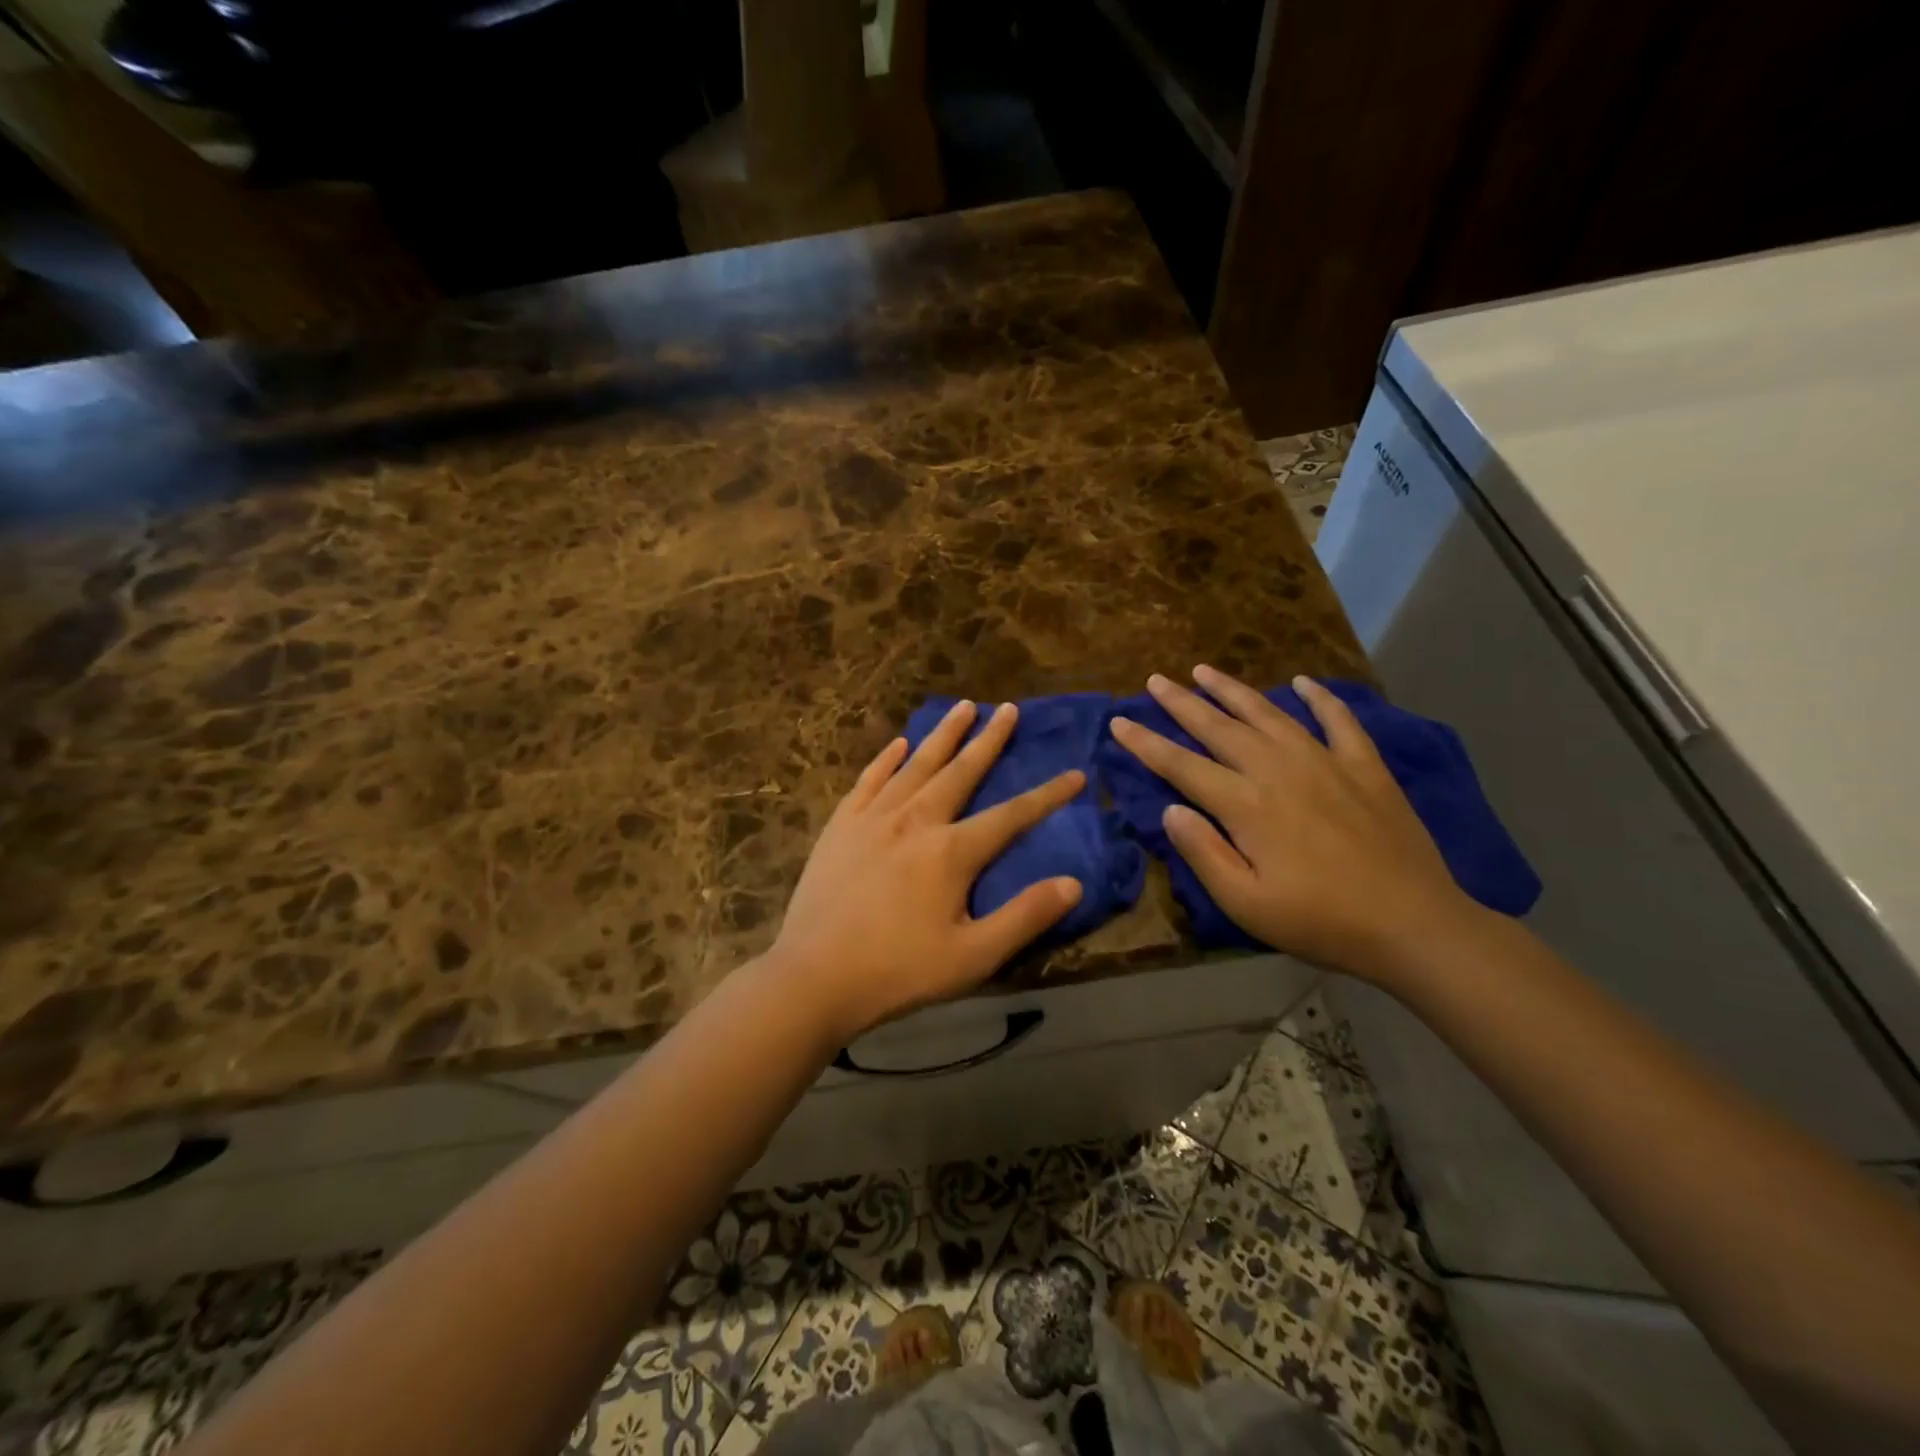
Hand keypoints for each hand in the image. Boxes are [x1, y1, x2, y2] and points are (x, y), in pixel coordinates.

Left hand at [771, 700, 1084, 1042]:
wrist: (814, 976)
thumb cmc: (899, 971)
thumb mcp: (973, 957)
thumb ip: (1024, 917)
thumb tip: (1073, 884)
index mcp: (951, 851)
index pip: (1011, 815)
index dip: (1047, 795)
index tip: (1075, 774)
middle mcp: (915, 820)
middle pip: (961, 771)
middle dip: (989, 739)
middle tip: (1007, 708)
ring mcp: (873, 817)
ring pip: (916, 764)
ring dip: (943, 734)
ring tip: (962, 707)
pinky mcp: (841, 825)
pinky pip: (869, 779)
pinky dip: (887, 758)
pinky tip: (899, 743)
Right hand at [1109, 668, 1476, 982]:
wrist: (1414, 925)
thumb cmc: (1320, 921)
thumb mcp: (1246, 903)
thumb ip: (1203, 852)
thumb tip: (1169, 809)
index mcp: (1246, 805)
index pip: (1182, 766)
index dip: (1146, 743)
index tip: (1119, 722)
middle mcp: (1278, 770)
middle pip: (1219, 728)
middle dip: (1182, 703)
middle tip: (1155, 681)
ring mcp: (1325, 762)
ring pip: (1268, 714)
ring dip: (1233, 690)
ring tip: (1204, 670)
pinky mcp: (1364, 767)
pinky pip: (1338, 720)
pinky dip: (1319, 698)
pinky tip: (1301, 682)